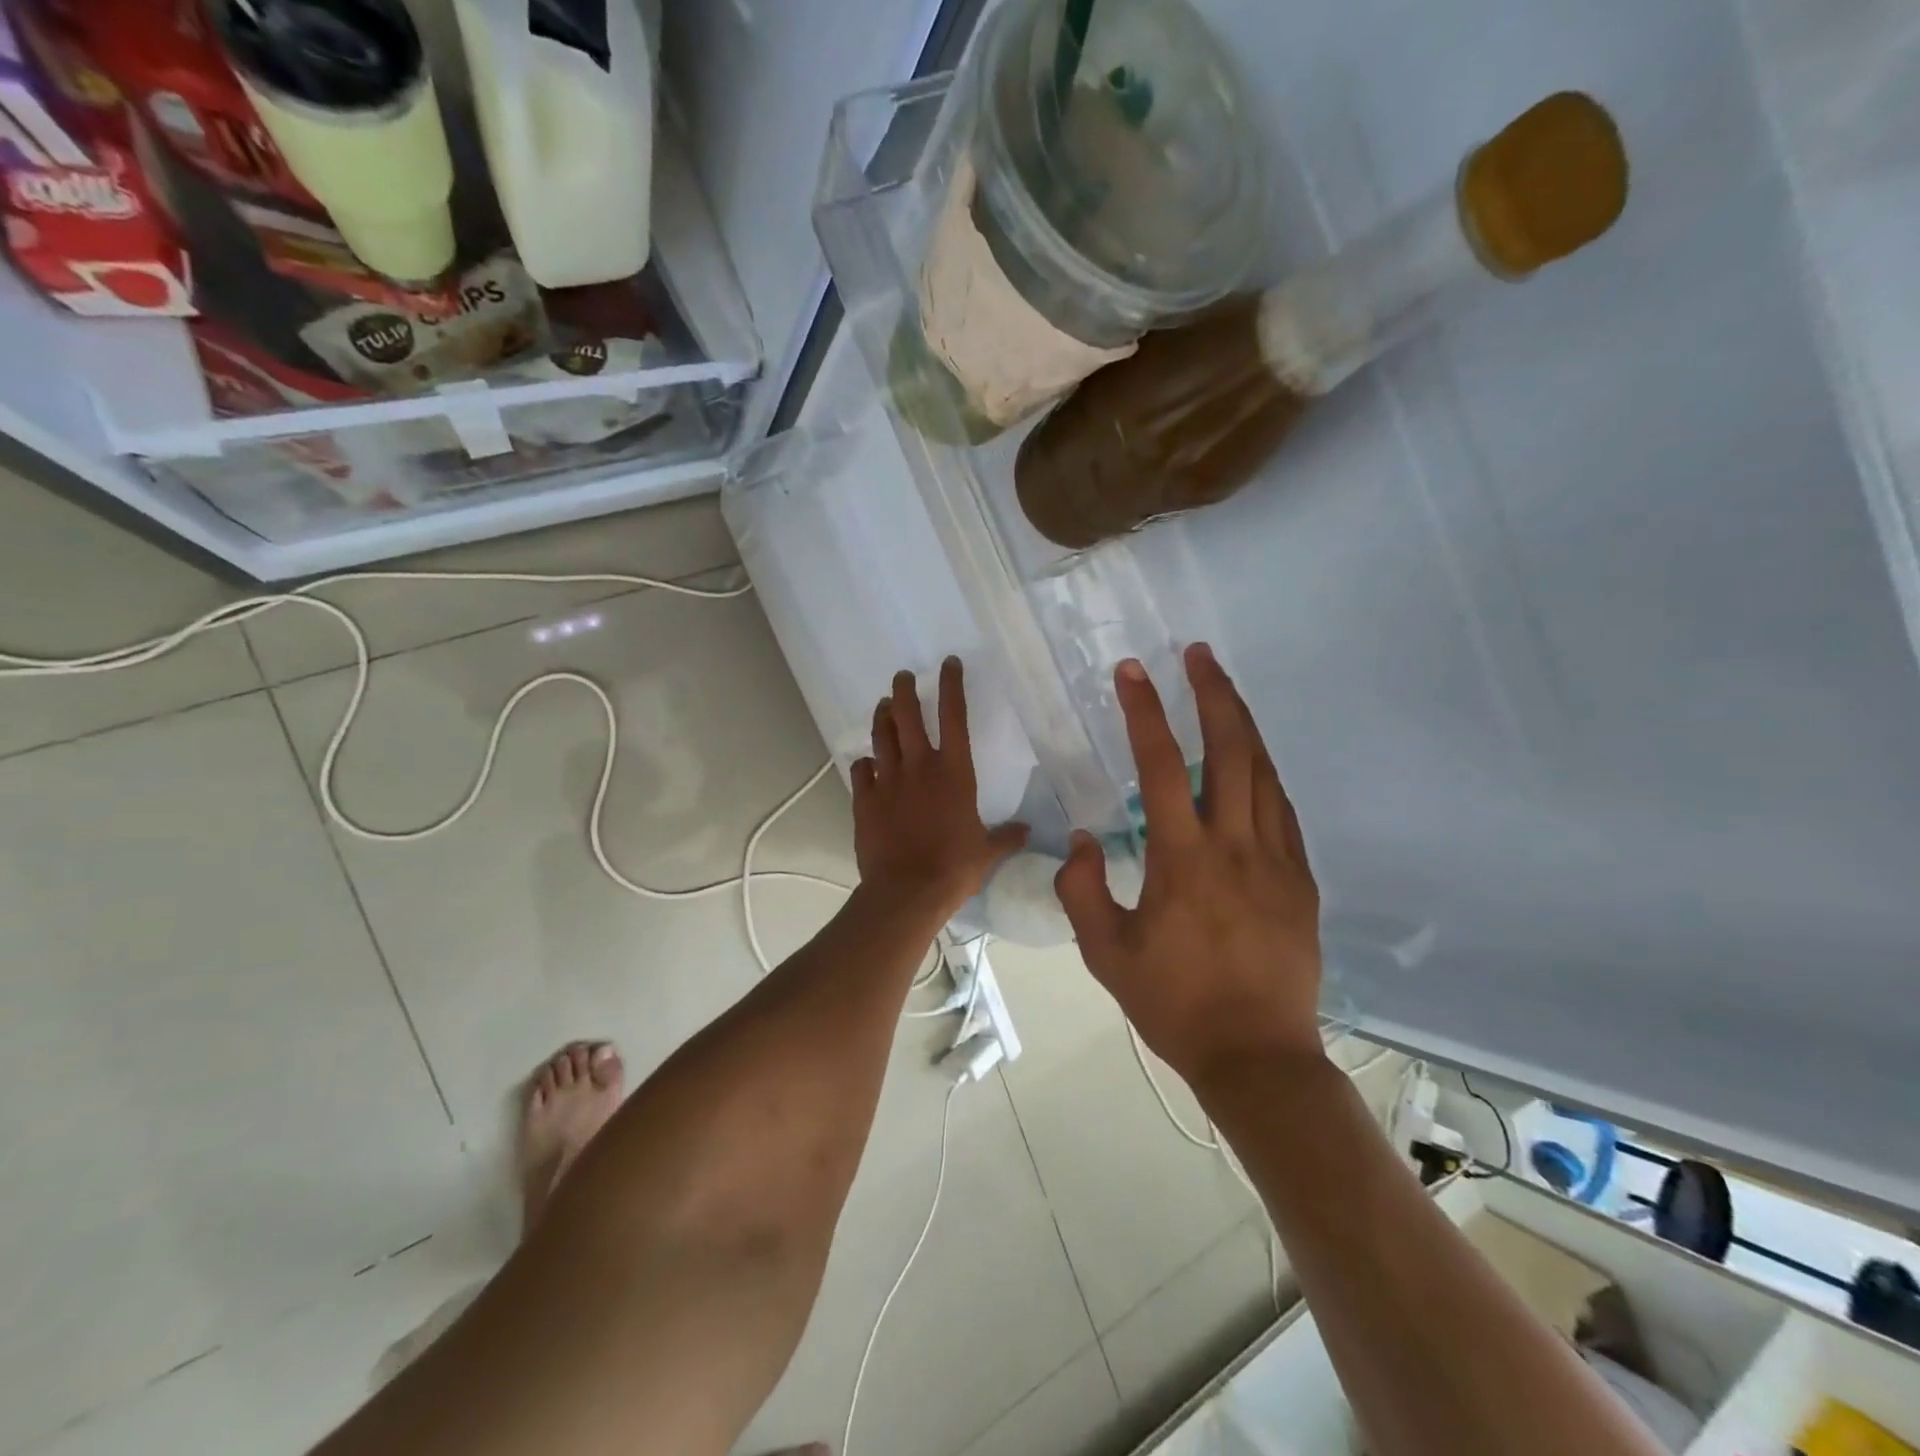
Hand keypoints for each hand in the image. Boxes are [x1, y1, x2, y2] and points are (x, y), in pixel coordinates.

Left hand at [851, 658, 1029, 918]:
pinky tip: (867, 763)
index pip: (954, 716)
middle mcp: (919, 767)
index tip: (948, 663)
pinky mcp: (864, 800)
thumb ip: (1006, 837)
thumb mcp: (987, 852)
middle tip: (903, 676)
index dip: (952, 686)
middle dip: (905, 689)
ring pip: (881, 735)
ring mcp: (888, 781)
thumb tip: (1027, 831)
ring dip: (882, 716)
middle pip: (907, 714)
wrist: (907, 891)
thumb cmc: (954, 868)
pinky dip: (865, 763)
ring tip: (884, 705)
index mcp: (954, 772)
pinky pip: (861, 771)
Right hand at [1055, 644, 1323, 1082]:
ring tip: (1225, 689)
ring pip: (1264, 773)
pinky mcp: (1300, 880)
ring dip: (1243, 724)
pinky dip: (1266, 773)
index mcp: (1184, 859)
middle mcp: (1235, 846)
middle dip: (1213, 694)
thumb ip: (1083, 889)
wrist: (1257, 1056)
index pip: (1162, 766)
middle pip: (1230, 750)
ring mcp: (1277, 860)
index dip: (1145, 712)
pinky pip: (1283, 811)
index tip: (1132, 672)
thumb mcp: (1105, 953)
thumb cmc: (1174, 1005)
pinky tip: (1254, 762)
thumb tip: (1087, 837)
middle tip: (1198, 654)